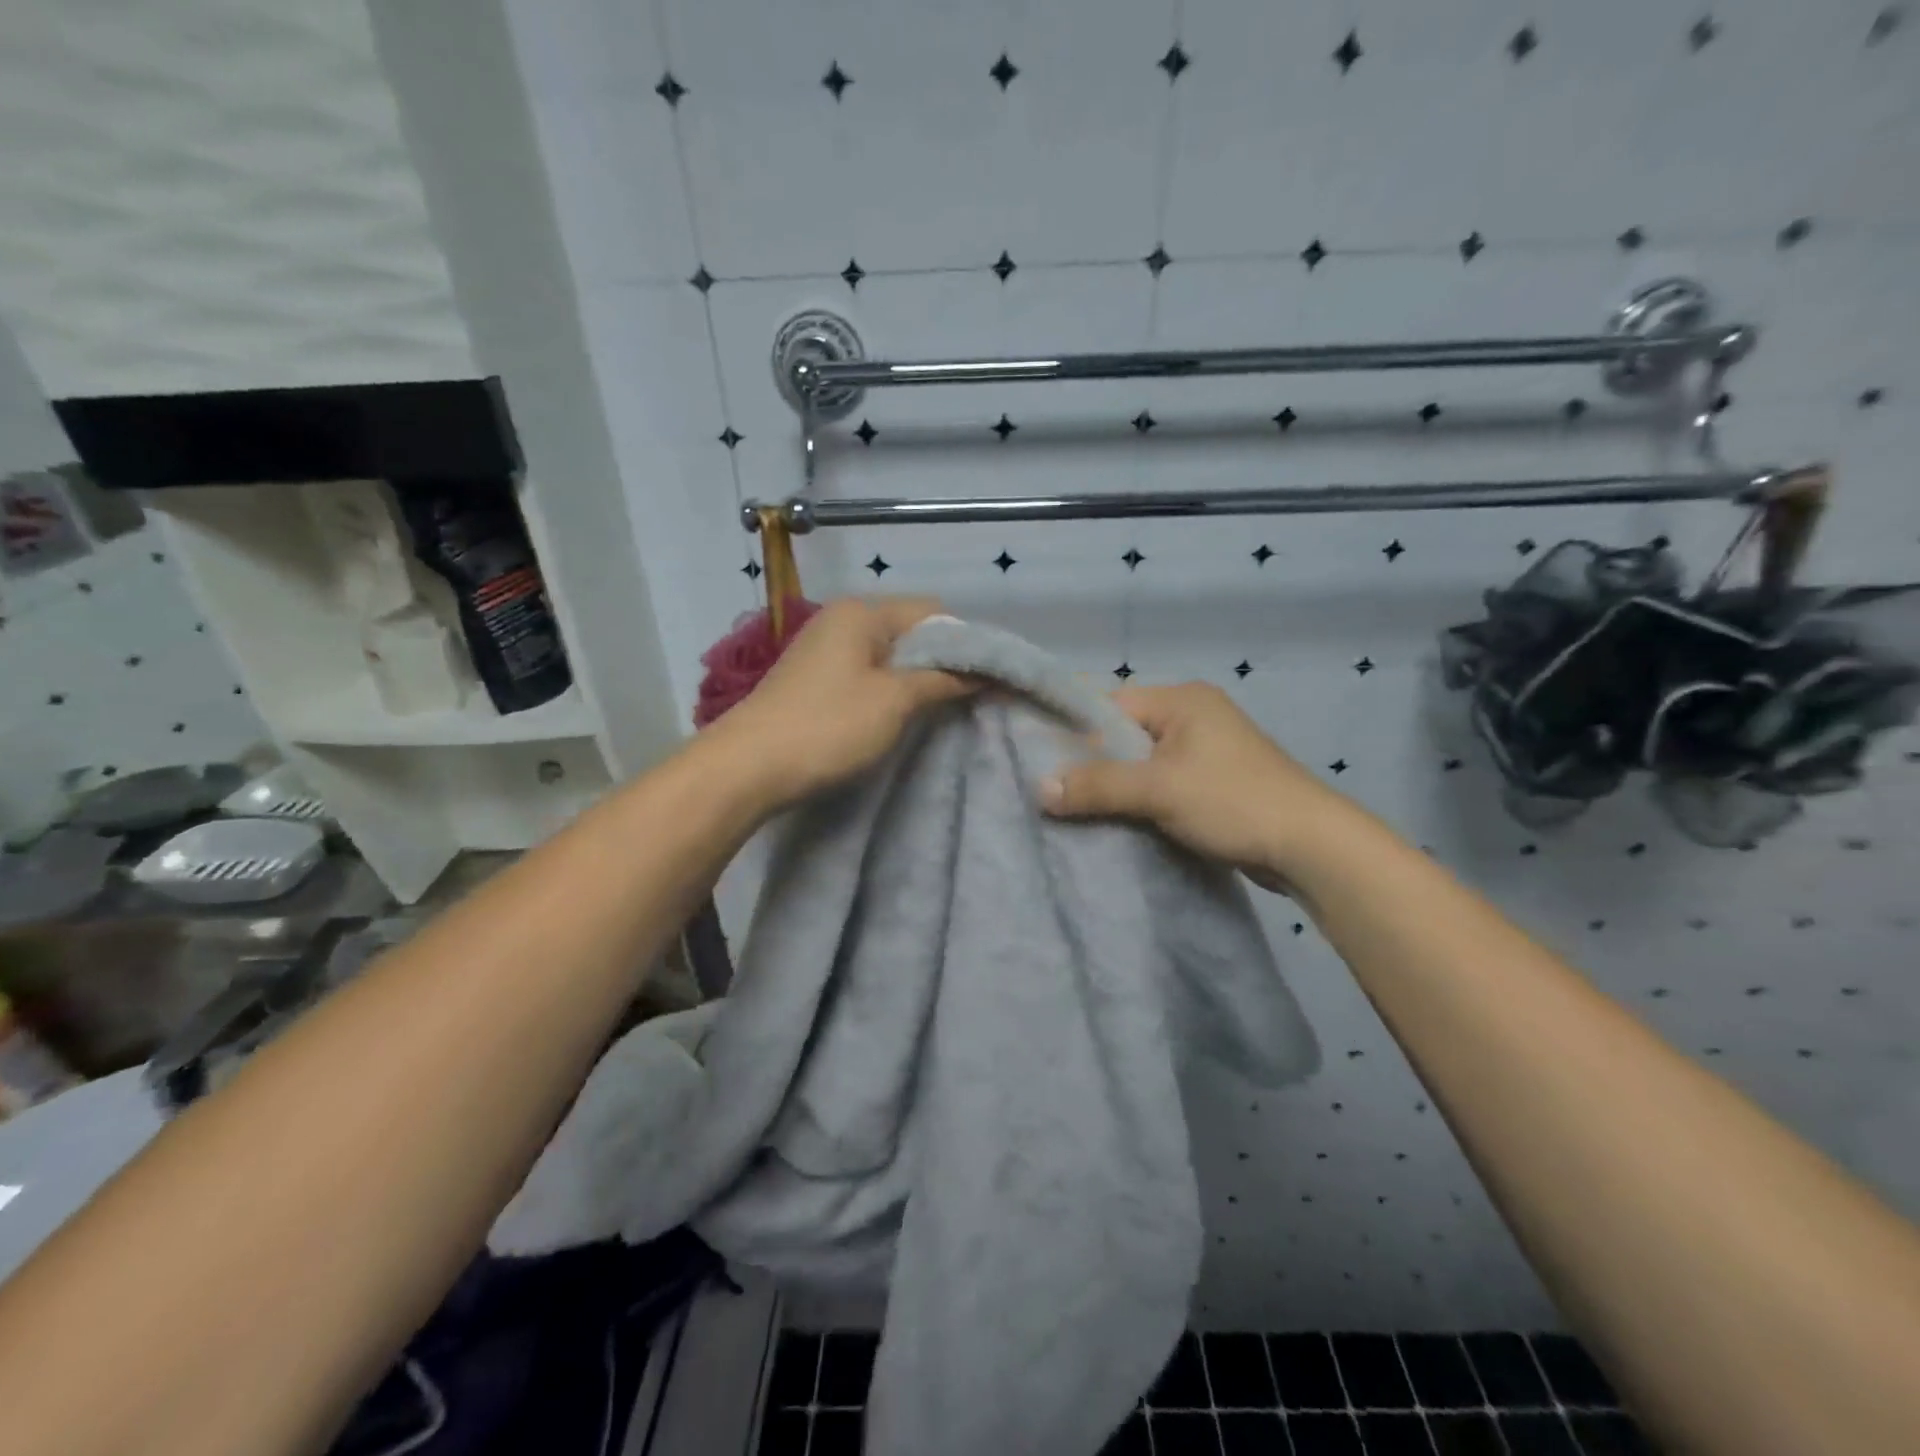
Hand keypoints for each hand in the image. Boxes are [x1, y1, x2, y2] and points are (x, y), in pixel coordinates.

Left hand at [709, 597, 973, 808]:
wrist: (748, 767)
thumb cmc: (829, 726)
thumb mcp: (895, 701)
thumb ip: (943, 680)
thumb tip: (984, 673)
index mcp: (863, 612)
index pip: (933, 611)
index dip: (965, 642)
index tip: (987, 680)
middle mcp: (842, 620)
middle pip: (910, 632)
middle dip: (942, 662)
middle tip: (968, 700)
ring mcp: (825, 649)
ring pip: (889, 656)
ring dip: (916, 680)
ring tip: (939, 713)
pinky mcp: (815, 679)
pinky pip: (867, 675)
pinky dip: (889, 692)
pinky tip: (901, 718)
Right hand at [1039, 682, 1351, 887]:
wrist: (1310, 846)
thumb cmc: (1232, 801)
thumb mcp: (1158, 790)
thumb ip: (1097, 785)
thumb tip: (1039, 789)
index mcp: (1182, 699)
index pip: (1109, 704)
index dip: (1072, 730)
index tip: (1037, 758)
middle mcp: (1192, 715)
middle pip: (1123, 733)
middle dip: (1090, 762)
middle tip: (1051, 788)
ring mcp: (1205, 749)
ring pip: (1140, 761)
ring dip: (1114, 784)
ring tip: (1075, 807)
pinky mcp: (1212, 781)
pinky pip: (1160, 782)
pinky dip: (1137, 798)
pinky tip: (1113, 818)